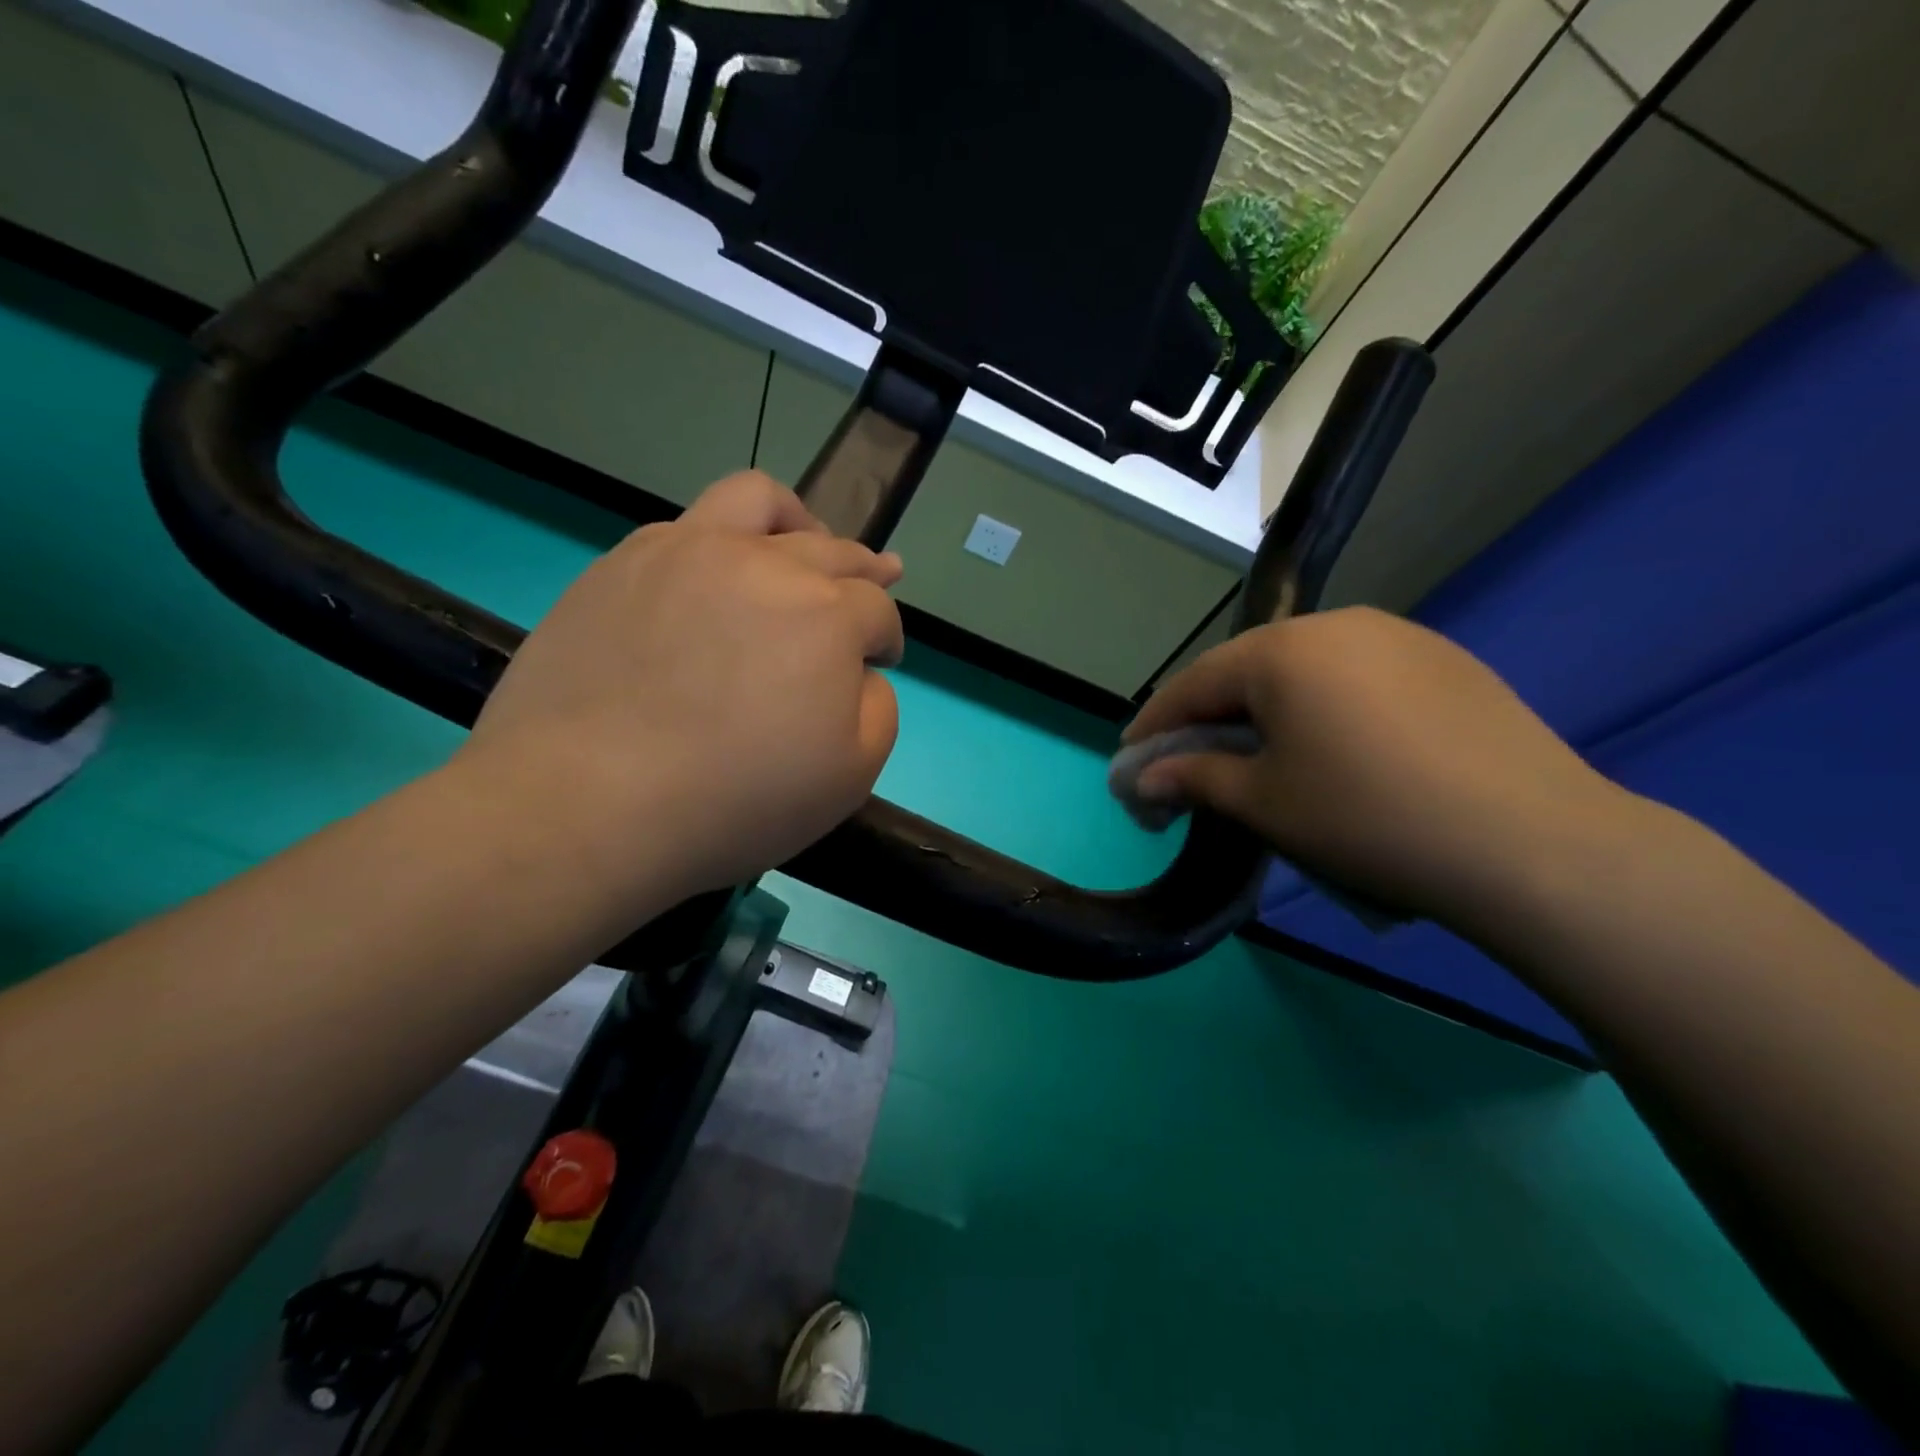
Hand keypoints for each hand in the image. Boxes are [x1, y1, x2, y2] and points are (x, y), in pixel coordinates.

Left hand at [455, 472, 904, 907]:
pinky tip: (717, 576)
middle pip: (832, 549)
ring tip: (804, 536)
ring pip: (758, 501)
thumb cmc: (733, 800)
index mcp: (826, 615)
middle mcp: (765, 565)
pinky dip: (723, 542)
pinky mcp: (624, 563)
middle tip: (877, 580)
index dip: (886, 637)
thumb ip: (877, 709)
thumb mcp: (849, 777)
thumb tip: (859, 672)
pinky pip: (688, 526)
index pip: (877, 610)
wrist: (586, 801)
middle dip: (864, 570)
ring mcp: (688, 553)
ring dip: (797, 520)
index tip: (880, 660)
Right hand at [1125, 607, 1630, 924]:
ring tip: (1260, 758)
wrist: (1532, 843)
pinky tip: (1334, 749)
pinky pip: (1356, 678)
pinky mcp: (1445, 661)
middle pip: (1248, 670)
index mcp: (1282, 651)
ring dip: (1268, 711)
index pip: (1195, 683)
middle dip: (1211, 718)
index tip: (1132, 761)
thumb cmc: (1367, 818)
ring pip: (1304, 671)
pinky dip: (1324, 708)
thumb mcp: (1264, 804)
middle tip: (1191, 764)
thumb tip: (1144, 778)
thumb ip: (1193, 779)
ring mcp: (1398, 637)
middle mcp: (1337, 625)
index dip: (1156, 724)